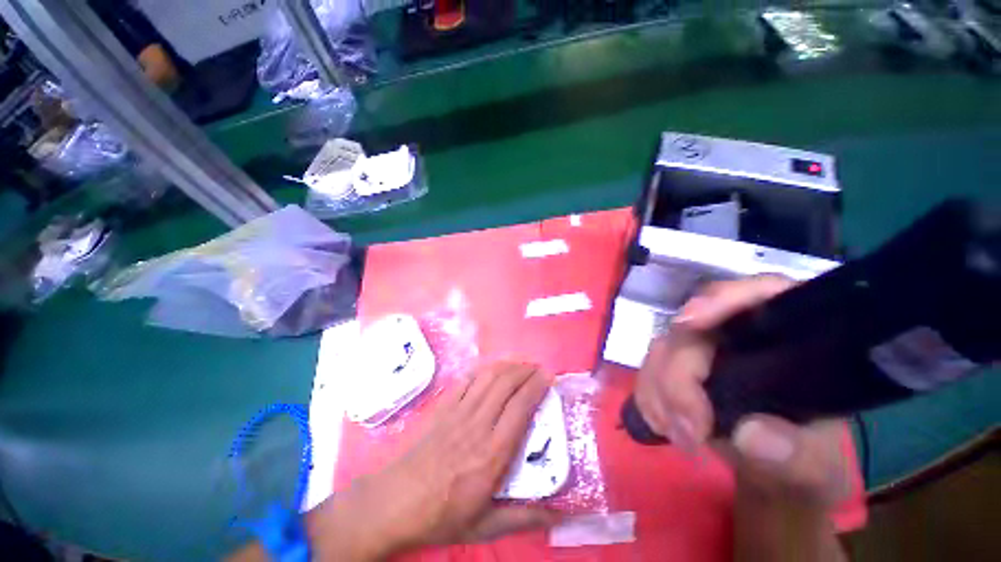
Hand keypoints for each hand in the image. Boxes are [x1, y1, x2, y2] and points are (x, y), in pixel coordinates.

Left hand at [309, 362, 560, 560]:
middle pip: (506, 384)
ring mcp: (458, 411)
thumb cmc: (442, 515)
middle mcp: (478, 424)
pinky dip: (483, 369)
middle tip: (538, 368)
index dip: (536, 386)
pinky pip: (467, 379)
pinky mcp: (443, 406)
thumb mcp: (485, 525)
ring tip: (520, 363)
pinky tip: (492, 368)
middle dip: (525, 370)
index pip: (521, 407)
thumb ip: (524, 517)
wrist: (395, 502)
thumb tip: (559, 514)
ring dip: (507, 365)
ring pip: (488, 376)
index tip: (548, 377)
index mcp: (492, 453)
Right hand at [634, 275, 849, 505]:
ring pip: (662, 349)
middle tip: (689, 430)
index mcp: (788, 337)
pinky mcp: (677, 366)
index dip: (723, 298)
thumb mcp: (815, 465)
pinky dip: (649, 398)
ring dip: (660, 391)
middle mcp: (739, 334)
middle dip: (681, 377)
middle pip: (693, 330)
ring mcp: (702, 349)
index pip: (760, 293)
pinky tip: (663, 426)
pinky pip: (648, 371)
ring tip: (679, 437)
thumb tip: (749, 433)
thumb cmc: (808, 459)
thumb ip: (793, 453)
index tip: (689, 322)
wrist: (777, 471)